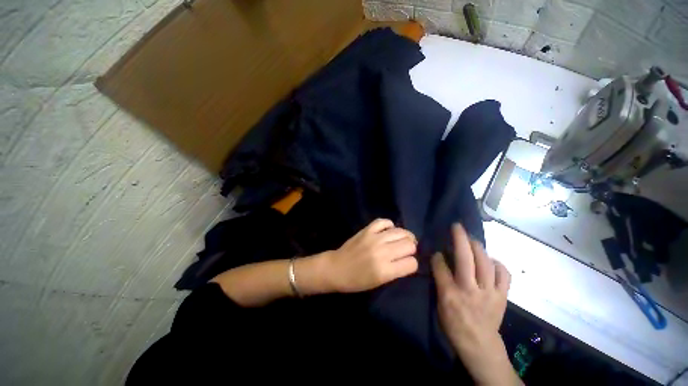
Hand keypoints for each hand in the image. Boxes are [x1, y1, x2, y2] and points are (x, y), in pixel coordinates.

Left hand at [323, 218, 417, 292]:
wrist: (337, 268)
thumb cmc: (357, 281)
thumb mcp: (379, 282)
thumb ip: (395, 270)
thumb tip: (408, 259)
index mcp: (385, 271)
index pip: (412, 263)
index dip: (412, 263)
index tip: (407, 263)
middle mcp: (382, 253)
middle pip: (409, 245)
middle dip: (411, 249)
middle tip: (405, 250)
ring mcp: (374, 238)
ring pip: (400, 232)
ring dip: (404, 236)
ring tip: (402, 239)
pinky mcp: (367, 230)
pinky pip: (384, 221)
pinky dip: (389, 225)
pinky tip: (389, 230)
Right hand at [432, 224, 520, 385]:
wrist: (479, 344)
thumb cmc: (455, 324)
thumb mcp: (440, 304)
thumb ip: (440, 280)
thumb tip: (440, 260)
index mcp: (450, 294)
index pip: (441, 266)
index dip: (438, 255)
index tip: (437, 250)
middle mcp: (470, 290)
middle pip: (465, 259)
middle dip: (460, 239)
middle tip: (457, 227)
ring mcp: (489, 293)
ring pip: (485, 263)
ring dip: (477, 247)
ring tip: (472, 239)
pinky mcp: (503, 296)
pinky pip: (504, 275)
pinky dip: (498, 264)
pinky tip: (491, 260)